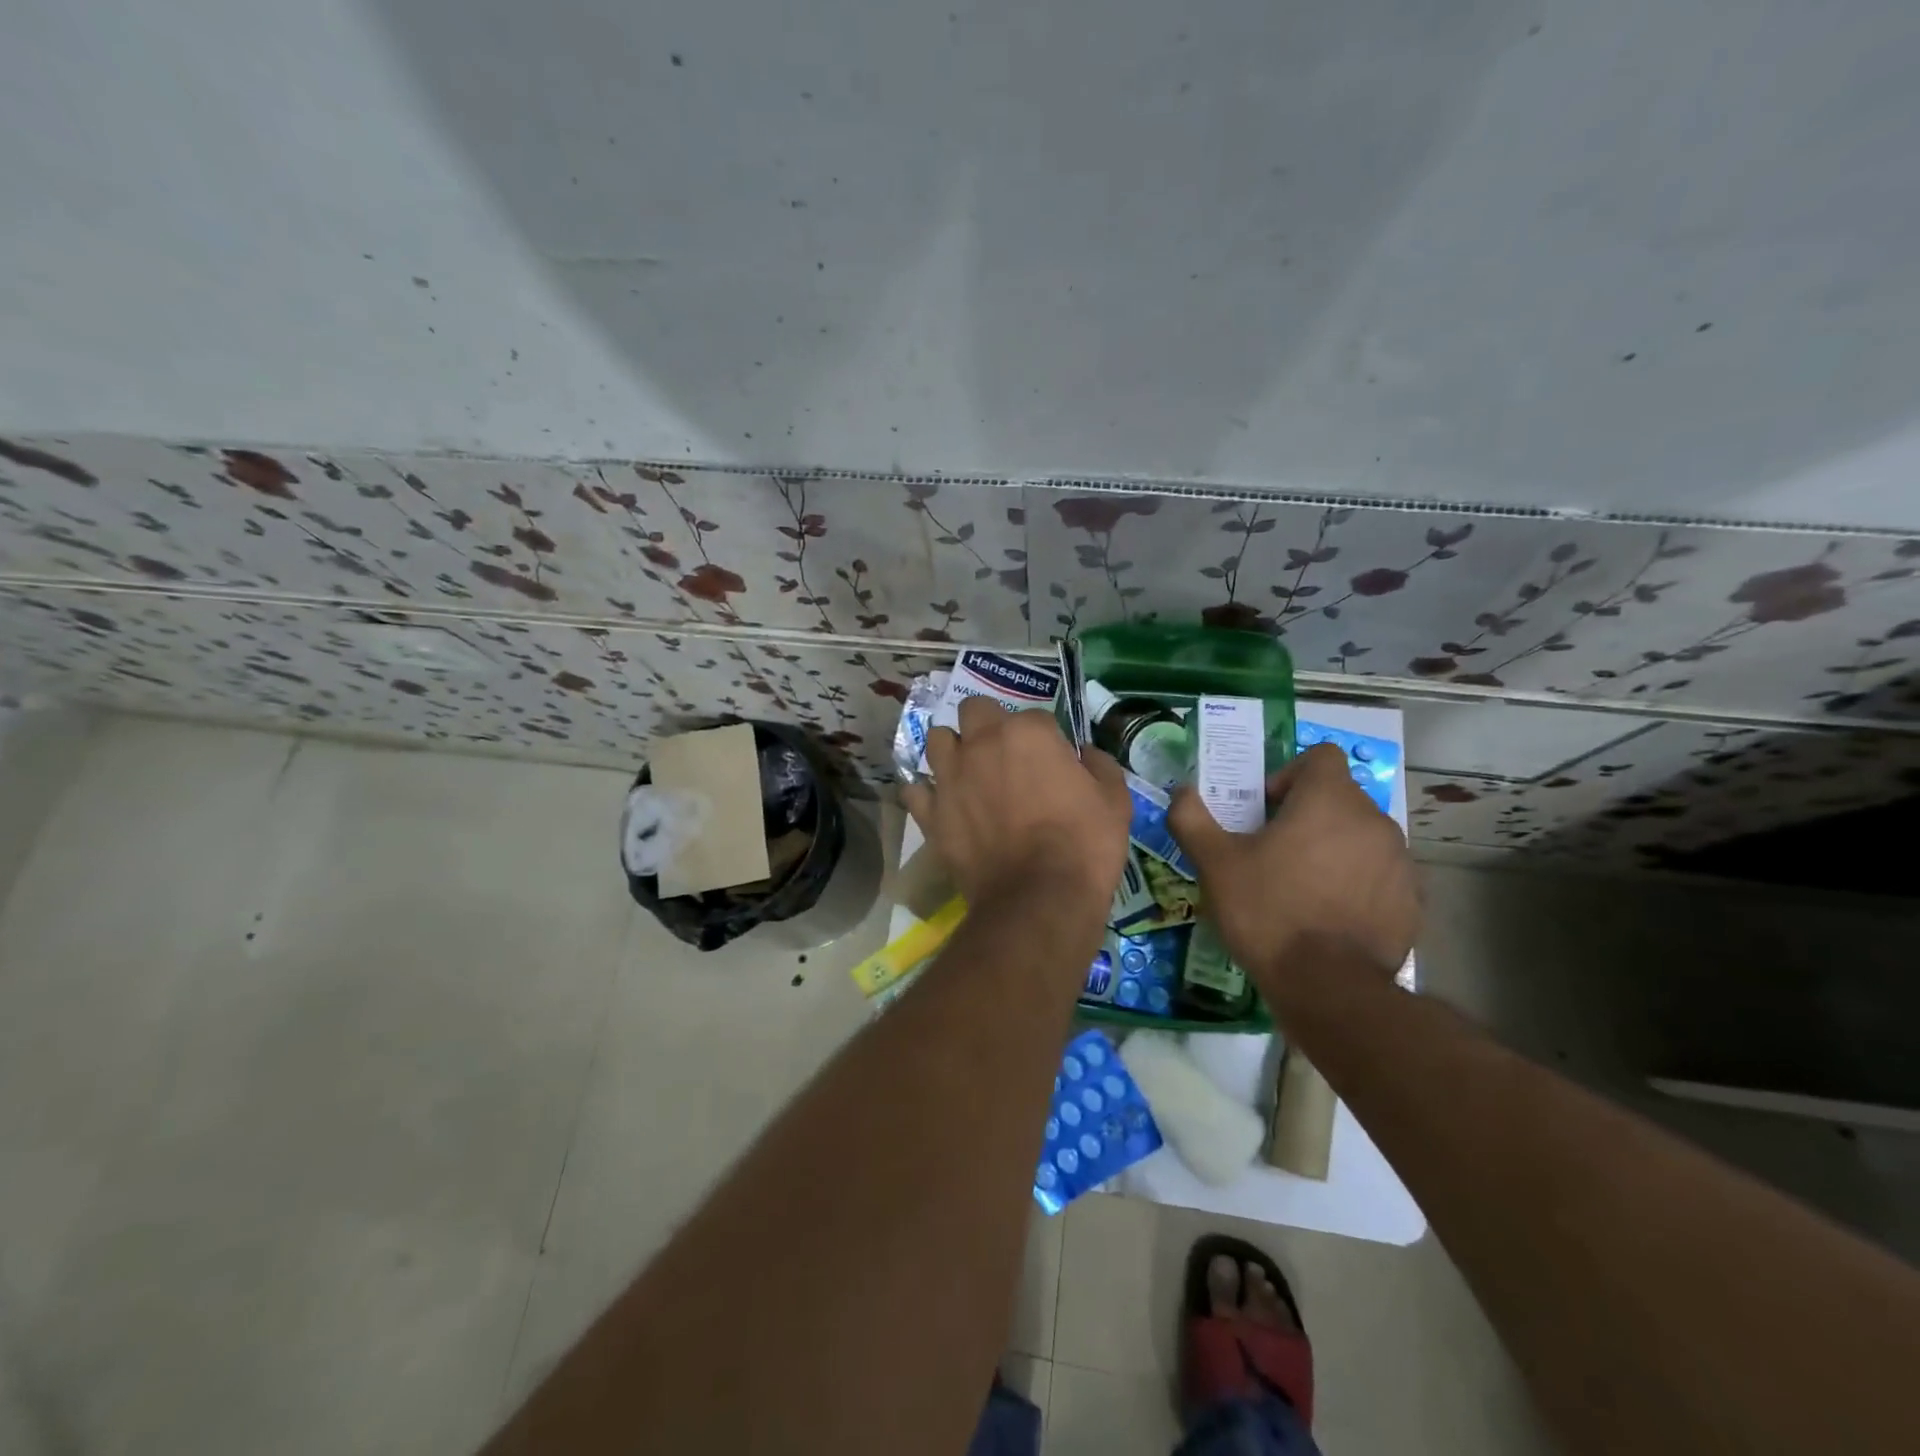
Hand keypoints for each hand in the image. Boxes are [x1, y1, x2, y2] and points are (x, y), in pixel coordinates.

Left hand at [902, 696, 1131, 914]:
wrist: (1039, 899)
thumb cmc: (1085, 845)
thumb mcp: (1115, 800)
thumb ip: (1098, 764)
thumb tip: (1084, 753)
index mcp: (1027, 732)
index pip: (1035, 716)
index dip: (1045, 738)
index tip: (1052, 761)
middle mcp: (981, 743)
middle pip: (975, 710)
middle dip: (987, 723)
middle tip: (1003, 753)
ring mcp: (950, 777)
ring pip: (938, 740)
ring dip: (953, 748)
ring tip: (968, 770)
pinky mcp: (931, 813)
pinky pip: (915, 789)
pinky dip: (926, 792)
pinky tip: (940, 801)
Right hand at [1169, 742, 1418, 981]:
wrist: (1329, 988)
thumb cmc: (1267, 911)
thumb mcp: (1214, 863)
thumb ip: (1192, 817)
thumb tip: (1181, 791)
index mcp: (1329, 800)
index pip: (1322, 757)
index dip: (1290, 775)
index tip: (1266, 811)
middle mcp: (1374, 821)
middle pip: (1339, 798)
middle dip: (1307, 815)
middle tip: (1272, 852)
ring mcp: (1399, 862)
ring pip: (1360, 837)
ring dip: (1332, 848)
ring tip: (1300, 886)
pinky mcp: (1411, 900)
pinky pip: (1378, 874)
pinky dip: (1356, 882)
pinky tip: (1328, 915)